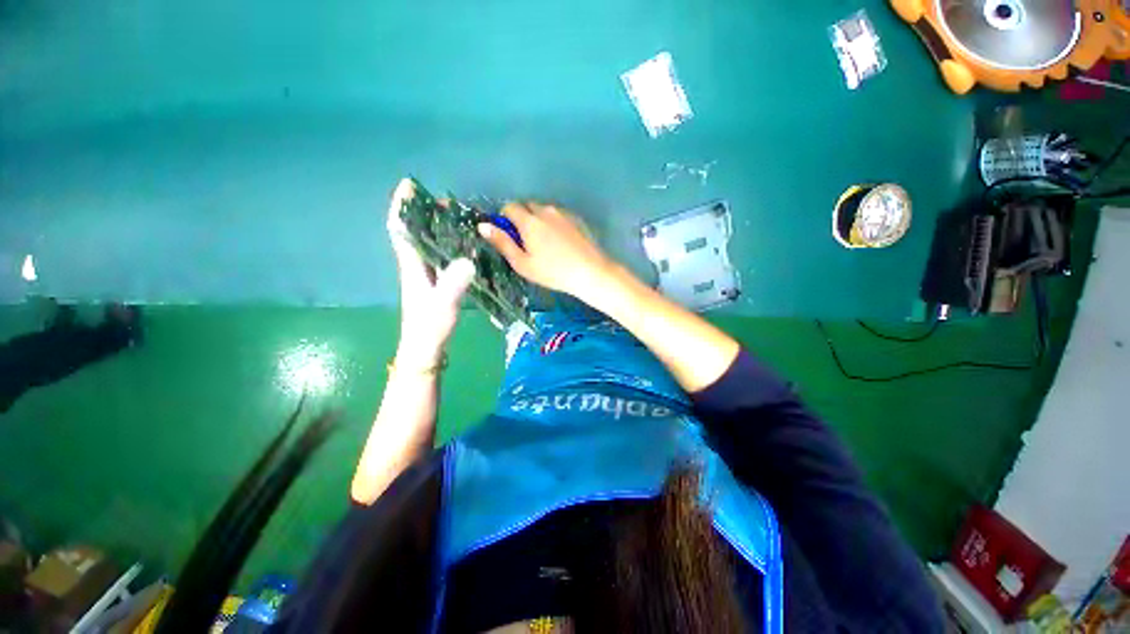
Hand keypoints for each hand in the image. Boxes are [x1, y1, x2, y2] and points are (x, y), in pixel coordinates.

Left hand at [387, 179, 475, 363]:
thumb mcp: (442, 306)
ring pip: (428, 241)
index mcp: (412, 265)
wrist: (425, 348)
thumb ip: (452, 285)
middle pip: (415, 230)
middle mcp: (417, 264)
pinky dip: (449, 243)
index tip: (409, 184)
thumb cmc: (429, 328)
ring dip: (438, 225)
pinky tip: (466, 243)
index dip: (402, 206)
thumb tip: (467, 259)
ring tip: (460, 216)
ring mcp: (427, 273)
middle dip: (426, 211)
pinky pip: (440, 254)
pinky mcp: (437, 281)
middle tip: (449, 201)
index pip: (401, 230)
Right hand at [477, 202, 614, 300]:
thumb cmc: (552, 272)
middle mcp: (546, 211)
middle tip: (527, 242)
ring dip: (539, 221)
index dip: (505, 219)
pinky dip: (553, 224)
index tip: (509, 236)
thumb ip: (502, 243)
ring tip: (546, 245)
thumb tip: (483, 226)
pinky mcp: (576, 219)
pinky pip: (558, 216)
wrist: (590, 272)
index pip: (509, 207)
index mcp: (529, 221)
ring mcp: (563, 214)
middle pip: (527, 206)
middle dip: (522, 219)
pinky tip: (561, 243)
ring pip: (543, 211)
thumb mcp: (522, 263)